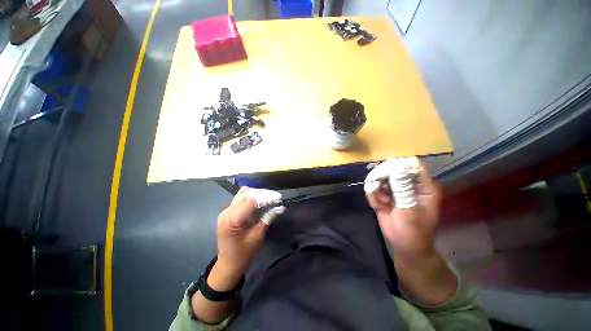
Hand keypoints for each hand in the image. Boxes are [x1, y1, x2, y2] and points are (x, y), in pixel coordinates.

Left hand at [216, 187, 284, 274]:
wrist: (228, 264)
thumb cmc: (244, 253)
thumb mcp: (258, 236)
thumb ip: (268, 218)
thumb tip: (281, 207)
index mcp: (233, 219)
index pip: (251, 200)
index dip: (265, 197)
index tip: (277, 198)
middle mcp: (226, 212)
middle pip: (246, 194)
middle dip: (262, 194)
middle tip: (274, 198)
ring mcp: (225, 211)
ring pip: (242, 194)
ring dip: (256, 195)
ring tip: (267, 200)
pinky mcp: (226, 212)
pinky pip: (239, 199)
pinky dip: (250, 198)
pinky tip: (258, 203)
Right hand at [365, 159, 441, 255]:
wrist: (405, 246)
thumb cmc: (414, 231)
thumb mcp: (409, 210)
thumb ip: (402, 189)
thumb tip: (395, 167)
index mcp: (424, 185)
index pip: (411, 165)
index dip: (396, 166)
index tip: (383, 174)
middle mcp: (410, 183)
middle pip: (392, 169)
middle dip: (382, 180)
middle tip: (379, 193)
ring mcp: (396, 188)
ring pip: (380, 178)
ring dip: (377, 190)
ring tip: (382, 203)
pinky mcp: (385, 194)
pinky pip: (374, 188)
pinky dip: (373, 197)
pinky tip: (380, 207)